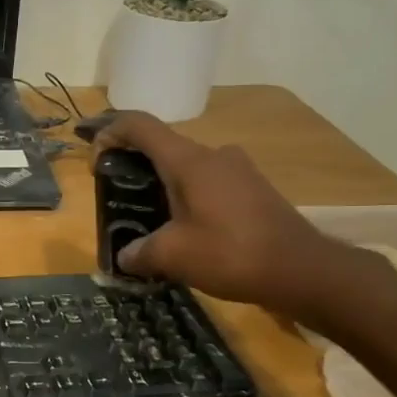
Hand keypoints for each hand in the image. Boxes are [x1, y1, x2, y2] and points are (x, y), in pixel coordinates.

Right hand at [96, 111, 374, 322]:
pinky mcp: (253, 189)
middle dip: (133, 168)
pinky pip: (208, 183)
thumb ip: (139, 252)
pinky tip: (184, 231)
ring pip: (186, 168)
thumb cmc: (231, 254)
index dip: (110, 131)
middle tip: (116, 199)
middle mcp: (213, 155)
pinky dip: (187, 198)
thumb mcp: (173, 256)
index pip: (140, 125)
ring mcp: (237, 170)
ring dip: (162, 187)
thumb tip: (124, 256)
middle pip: (162, 147)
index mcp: (188, 161)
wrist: (302, 270)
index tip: (94, 155)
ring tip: (148, 221)